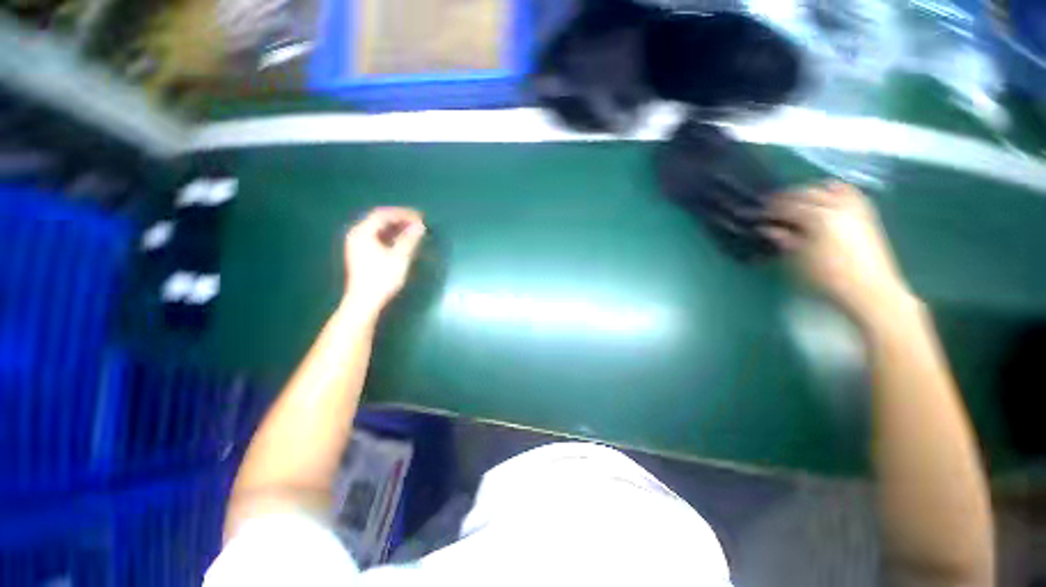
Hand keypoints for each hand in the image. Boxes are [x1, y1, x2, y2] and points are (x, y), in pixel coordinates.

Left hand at [343, 207, 425, 314]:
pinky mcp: (361, 253)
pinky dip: (390, 236)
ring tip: (413, 230)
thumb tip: (420, 226)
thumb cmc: (382, 278)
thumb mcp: (399, 257)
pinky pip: (377, 237)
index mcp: (362, 232)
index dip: (403, 213)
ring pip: (378, 229)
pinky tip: (402, 240)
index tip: (420, 217)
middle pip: (379, 220)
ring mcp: (357, 244)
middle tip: (418, 222)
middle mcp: (357, 234)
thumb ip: (409, 239)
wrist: (365, 301)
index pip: (383, 214)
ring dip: (396, 227)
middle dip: (400, 219)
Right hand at [765, 181, 914, 326]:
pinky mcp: (865, 212)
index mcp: (818, 218)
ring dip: (808, 191)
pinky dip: (833, 189)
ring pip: (827, 188)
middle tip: (770, 205)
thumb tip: (767, 228)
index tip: (756, 213)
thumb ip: (784, 239)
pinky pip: (848, 191)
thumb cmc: (828, 278)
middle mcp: (837, 206)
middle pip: (806, 193)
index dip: (768, 209)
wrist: (869, 290)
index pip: (786, 207)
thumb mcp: (798, 261)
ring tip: (794, 199)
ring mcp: (854, 207)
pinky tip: (825, 193)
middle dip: (785, 197)